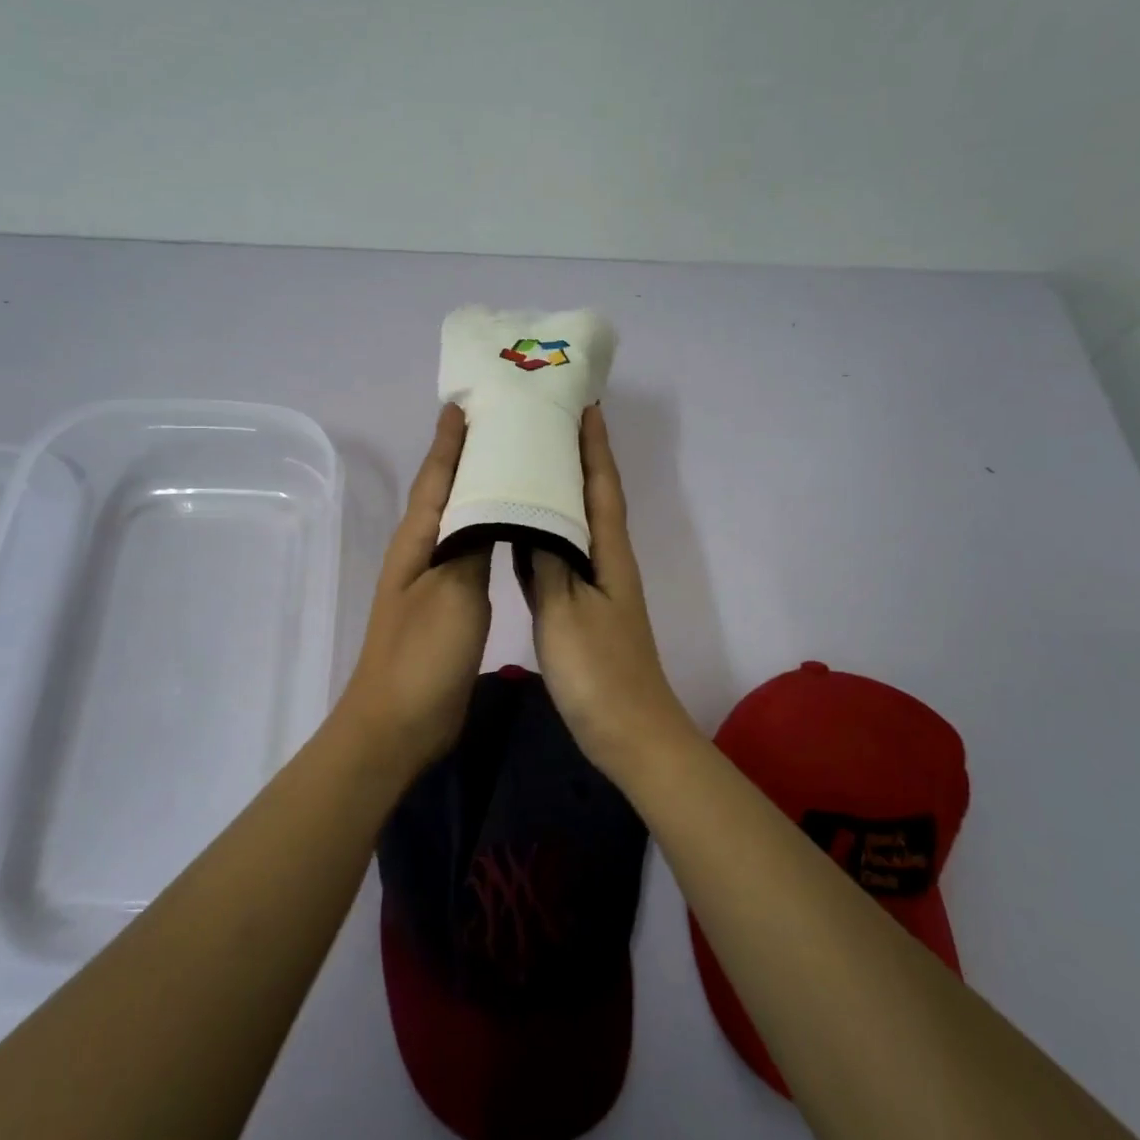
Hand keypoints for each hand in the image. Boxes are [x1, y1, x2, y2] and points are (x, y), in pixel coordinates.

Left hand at [336, 404, 491, 769]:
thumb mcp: (453, 592)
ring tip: (514, 465)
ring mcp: (434, 579)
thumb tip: (490, 500)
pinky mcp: (449, 604)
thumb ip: (472, 543)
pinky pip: (470, 551)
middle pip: (446, 491)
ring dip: (480, 489)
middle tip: (502, 424)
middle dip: (467, 455)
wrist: (397, 724)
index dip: (450, 440)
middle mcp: (422, 550)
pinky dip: (489, 528)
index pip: (436, 476)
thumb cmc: (423, 654)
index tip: (465, 403)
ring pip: (460, 519)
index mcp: (417, 540)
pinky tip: (510, 527)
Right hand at [523, 406, 699, 778]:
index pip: (601, 485)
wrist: (627, 732)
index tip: (583, 406)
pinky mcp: (575, 610)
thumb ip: (547, 560)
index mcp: (608, 553)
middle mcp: (603, 561)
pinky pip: (553, 559)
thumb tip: (532, 512)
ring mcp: (590, 587)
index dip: (594, 446)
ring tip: (522, 464)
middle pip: (587, 498)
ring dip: (553, 494)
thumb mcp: (566, 611)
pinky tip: (512, 529)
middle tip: (541, 425)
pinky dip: (537, 536)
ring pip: (568, 526)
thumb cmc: (598, 670)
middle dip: (572, 459)